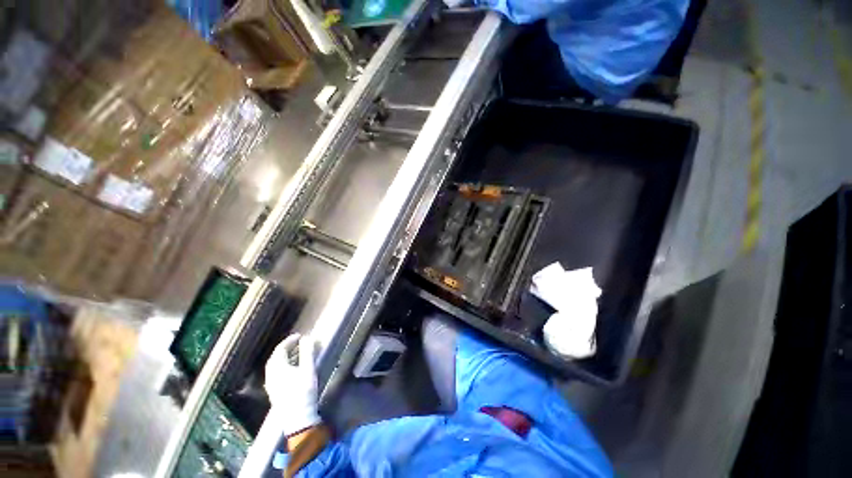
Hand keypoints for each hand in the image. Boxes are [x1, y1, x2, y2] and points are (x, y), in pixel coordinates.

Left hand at [264, 333, 320, 436]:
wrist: (298, 418)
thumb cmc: (304, 391)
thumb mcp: (308, 369)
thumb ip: (307, 352)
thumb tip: (306, 338)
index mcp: (278, 368)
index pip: (280, 350)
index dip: (289, 341)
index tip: (299, 336)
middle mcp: (271, 376)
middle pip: (274, 358)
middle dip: (284, 349)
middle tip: (296, 343)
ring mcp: (271, 385)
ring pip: (273, 367)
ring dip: (283, 357)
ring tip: (295, 354)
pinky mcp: (274, 392)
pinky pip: (275, 374)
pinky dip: (282, 366)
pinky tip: (291, 369)